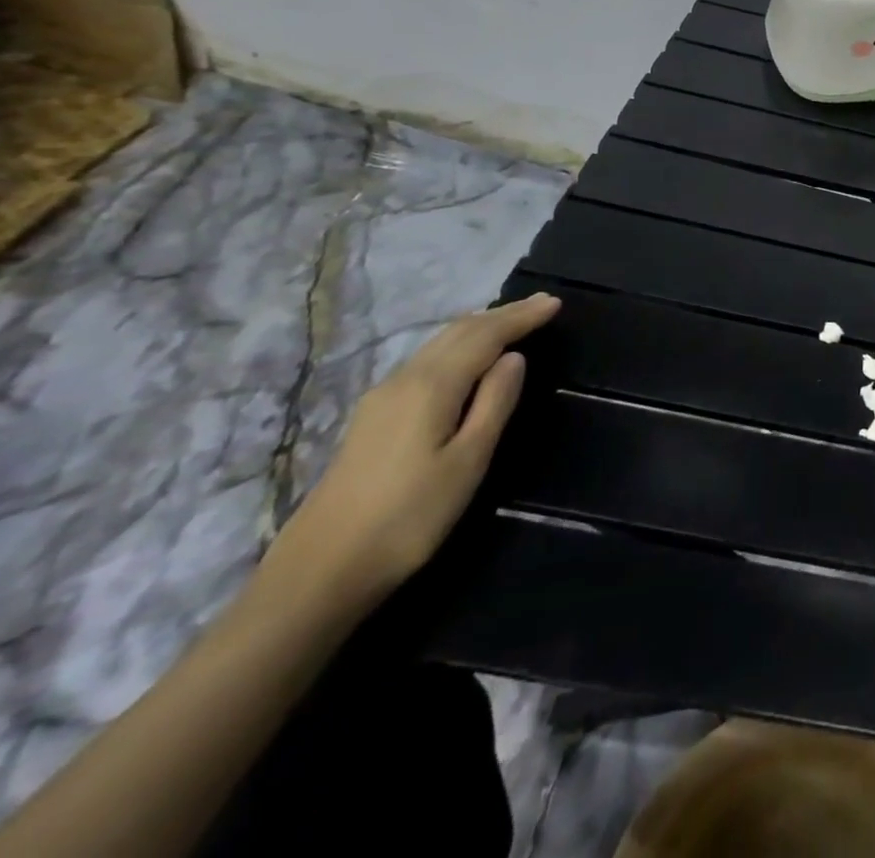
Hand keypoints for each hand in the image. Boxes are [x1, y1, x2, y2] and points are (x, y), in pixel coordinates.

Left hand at [264, 292, 561, 608]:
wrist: (319, 572)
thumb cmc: (409, 517)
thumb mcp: (468, 461)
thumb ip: (494, 403)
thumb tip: (513, 358)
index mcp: (432, 386)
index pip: (486, 336)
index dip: (521, 317)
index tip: (556, 302)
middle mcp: (404, 380)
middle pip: (458, 332)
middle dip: (502, 315)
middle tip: (540, 305)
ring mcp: (382, 399)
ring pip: (438, 345)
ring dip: (478, 328)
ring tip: (511, 322)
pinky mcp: (372, 419)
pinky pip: (425, 361)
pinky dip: (457, 346)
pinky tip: (466, 357)